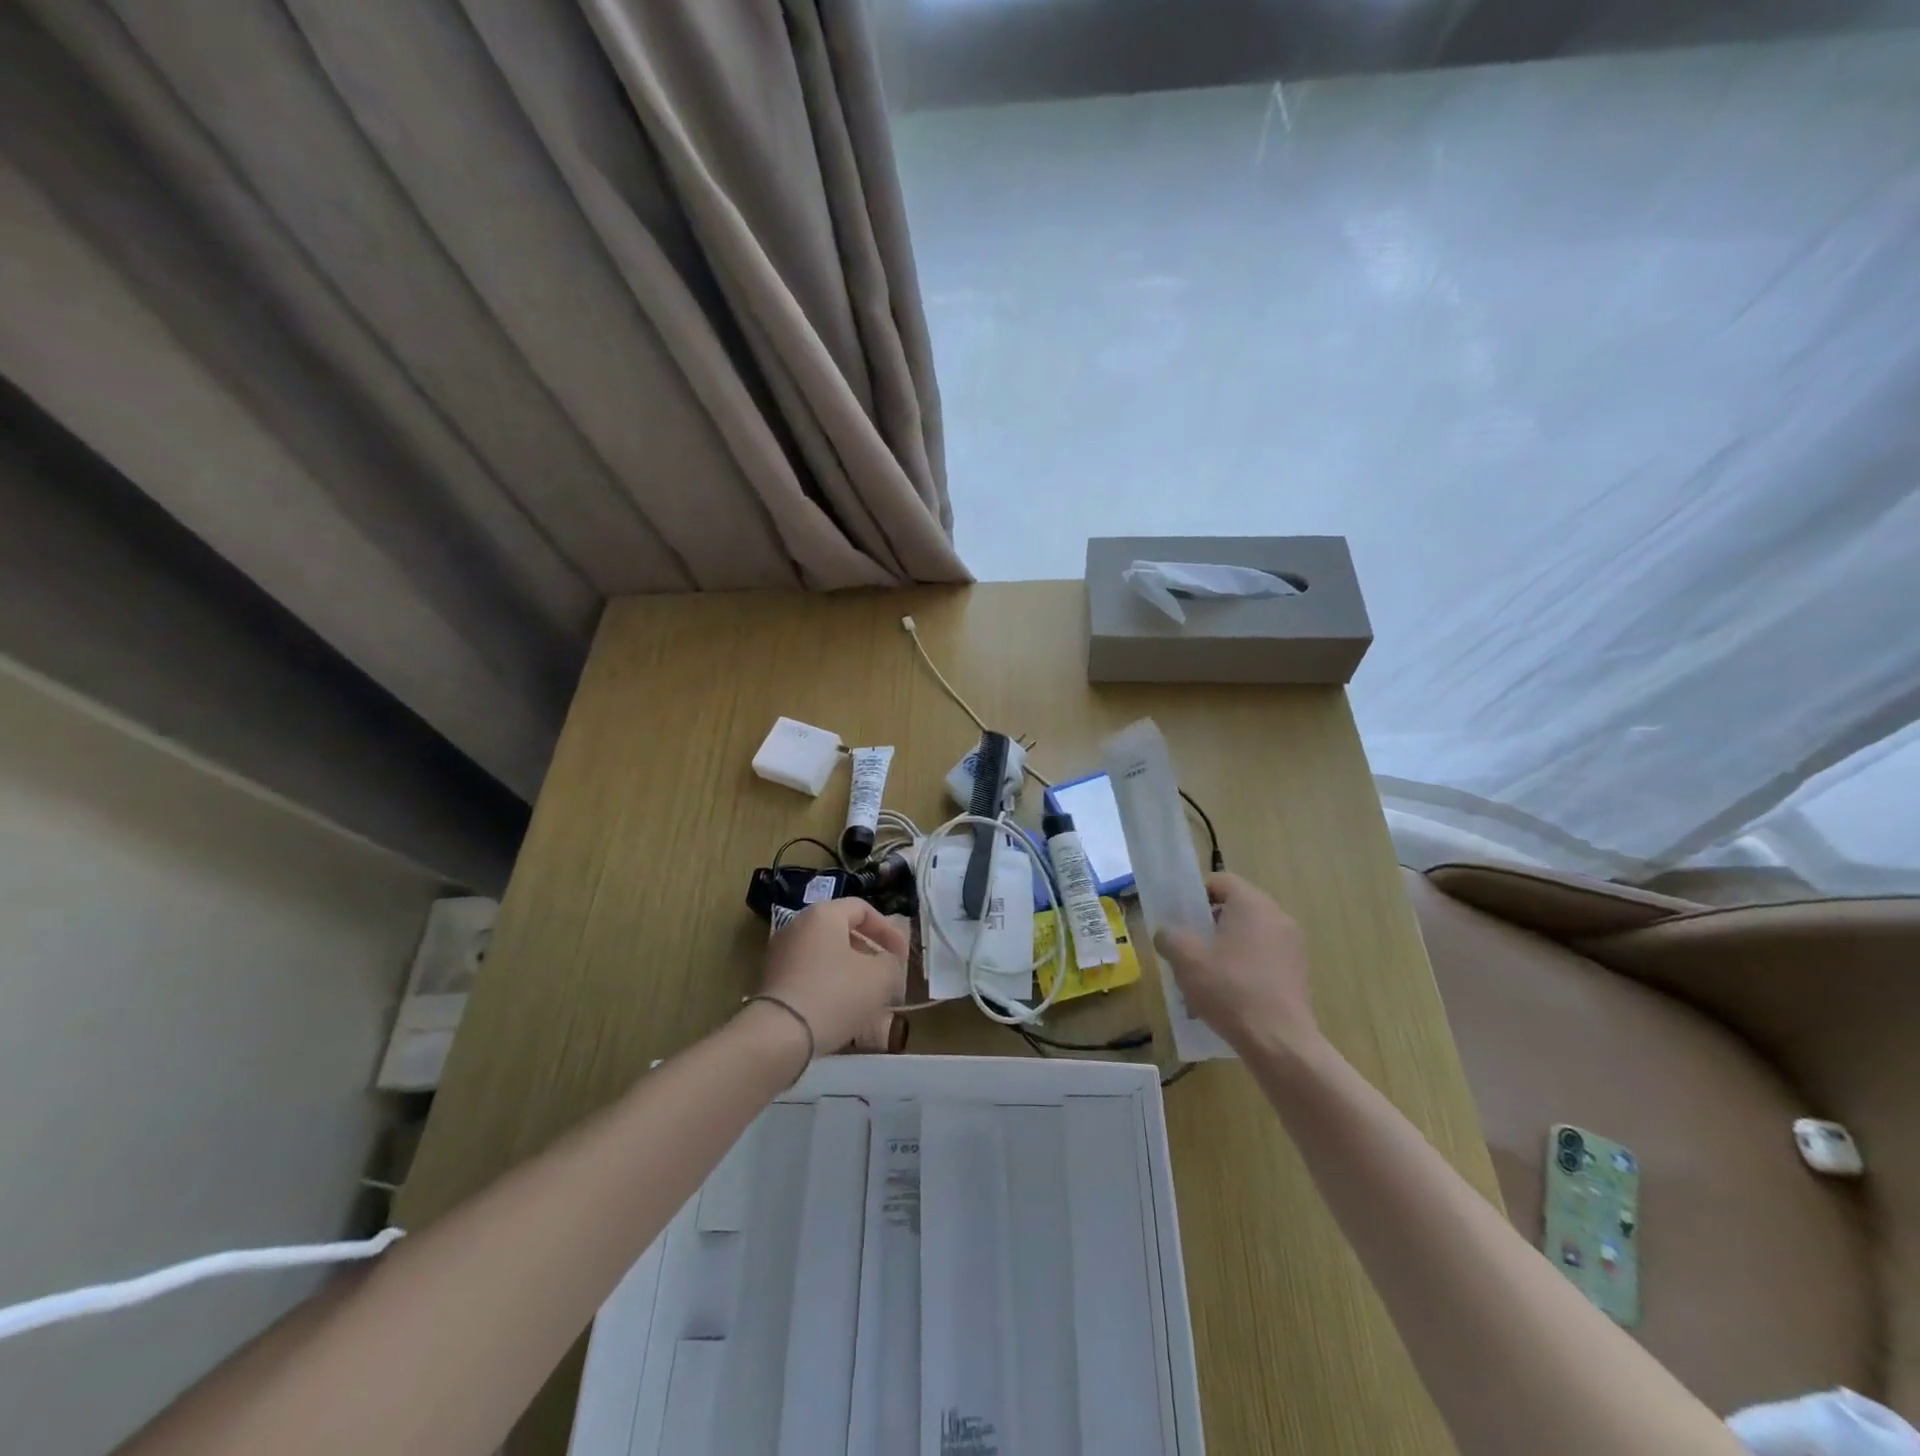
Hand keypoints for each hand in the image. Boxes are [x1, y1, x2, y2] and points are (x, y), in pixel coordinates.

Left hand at [756, 899, 907, 1054]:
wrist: (779, 1036)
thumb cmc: (835, 994)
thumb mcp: (880, 977)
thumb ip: (891, 963)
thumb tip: (887, 964)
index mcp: (823, 914)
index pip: (863, 909)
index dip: (888, 931)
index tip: (902, 957)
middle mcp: (798, 926)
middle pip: (842, 931)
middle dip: (869, 952)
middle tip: (887, 975)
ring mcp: (781, 953)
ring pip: (826, 955)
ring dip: (851, 971)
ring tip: (868, 997)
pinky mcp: (772, 981)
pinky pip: (810, 974)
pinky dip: (829, 985)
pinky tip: (842, 1010)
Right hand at [1153, 873, 1318, 1054]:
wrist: (1280, 1043)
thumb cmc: (1230, 990)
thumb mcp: (1186, 960)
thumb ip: (1169, 937)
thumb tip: (1166, 934)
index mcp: (1252, 905)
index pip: (1220, 881)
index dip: (1195, 895)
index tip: (1179, 918)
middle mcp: (1277, 918)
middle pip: (1234, 910)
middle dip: (1207, 927)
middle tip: (1186, 949)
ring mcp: (1291, 947)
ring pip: (1247, 937)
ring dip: (1223, 951)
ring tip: (1202, 980)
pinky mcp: (1297, 974)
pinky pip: (1262, 960)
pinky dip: (1242, 970)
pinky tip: (1225, 998)